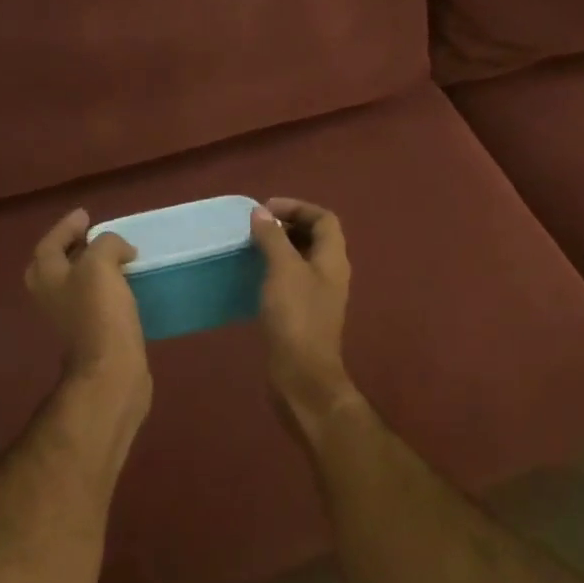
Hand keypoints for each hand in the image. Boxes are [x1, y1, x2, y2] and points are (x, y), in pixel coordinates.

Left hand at [25, 209, 151, 425]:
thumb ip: (106, 244)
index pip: (50, 241)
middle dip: (72, 248)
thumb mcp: (101, 264)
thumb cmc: (100, 313)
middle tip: (94, 236)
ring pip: (75, 283)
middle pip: (56, 264)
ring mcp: (68, 317)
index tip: (87, 215)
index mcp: (46, 276)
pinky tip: (125, 286)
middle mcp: (50, 296)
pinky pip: (93, 300)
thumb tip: (119, 250)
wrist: (111, 370)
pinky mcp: (89, 333)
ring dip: (91, 268)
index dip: (67, 226)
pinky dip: (105, 288)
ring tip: (115, 258)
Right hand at [250, 198, 358, 430]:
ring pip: (301, 259)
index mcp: (333, 259)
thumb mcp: (283, 270)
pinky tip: (253, 277)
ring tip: (250, 246)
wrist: (301, 375)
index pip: (324, 218)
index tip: (265, 209)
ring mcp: (318, 295)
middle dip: (287, 225)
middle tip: (255, 226)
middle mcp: (330, 273)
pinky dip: (274, 270)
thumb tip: (260, 212)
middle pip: (314, 237)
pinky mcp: (303, 314)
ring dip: (279, 248)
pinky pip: (291, 280)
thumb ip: (273, 238)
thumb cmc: (296, 317)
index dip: (297, 207)